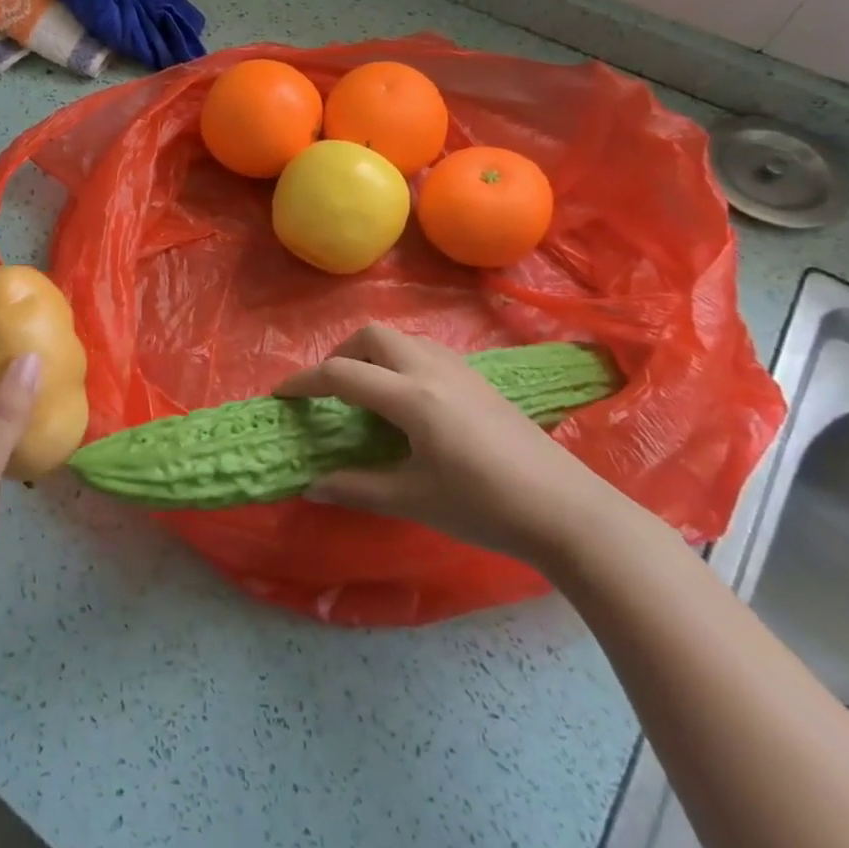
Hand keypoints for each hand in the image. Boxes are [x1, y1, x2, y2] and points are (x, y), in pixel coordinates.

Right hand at [275, 326, 616, 566]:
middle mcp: (432, 371)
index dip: (304, 382)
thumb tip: (311, 486)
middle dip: (340, 354)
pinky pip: (425, 352)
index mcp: (411, 398)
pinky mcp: (480, 381)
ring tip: (366, 393)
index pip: (342, 374)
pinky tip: (408, 401)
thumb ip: (357, 488)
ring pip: (402, 338)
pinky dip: (399, 361)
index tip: (281, 395)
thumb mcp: (414, 499)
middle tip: (330, 390)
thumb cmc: (486, 506)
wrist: (568, 512)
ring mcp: (460, 372)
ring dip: (372, 354)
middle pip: (372, 335)